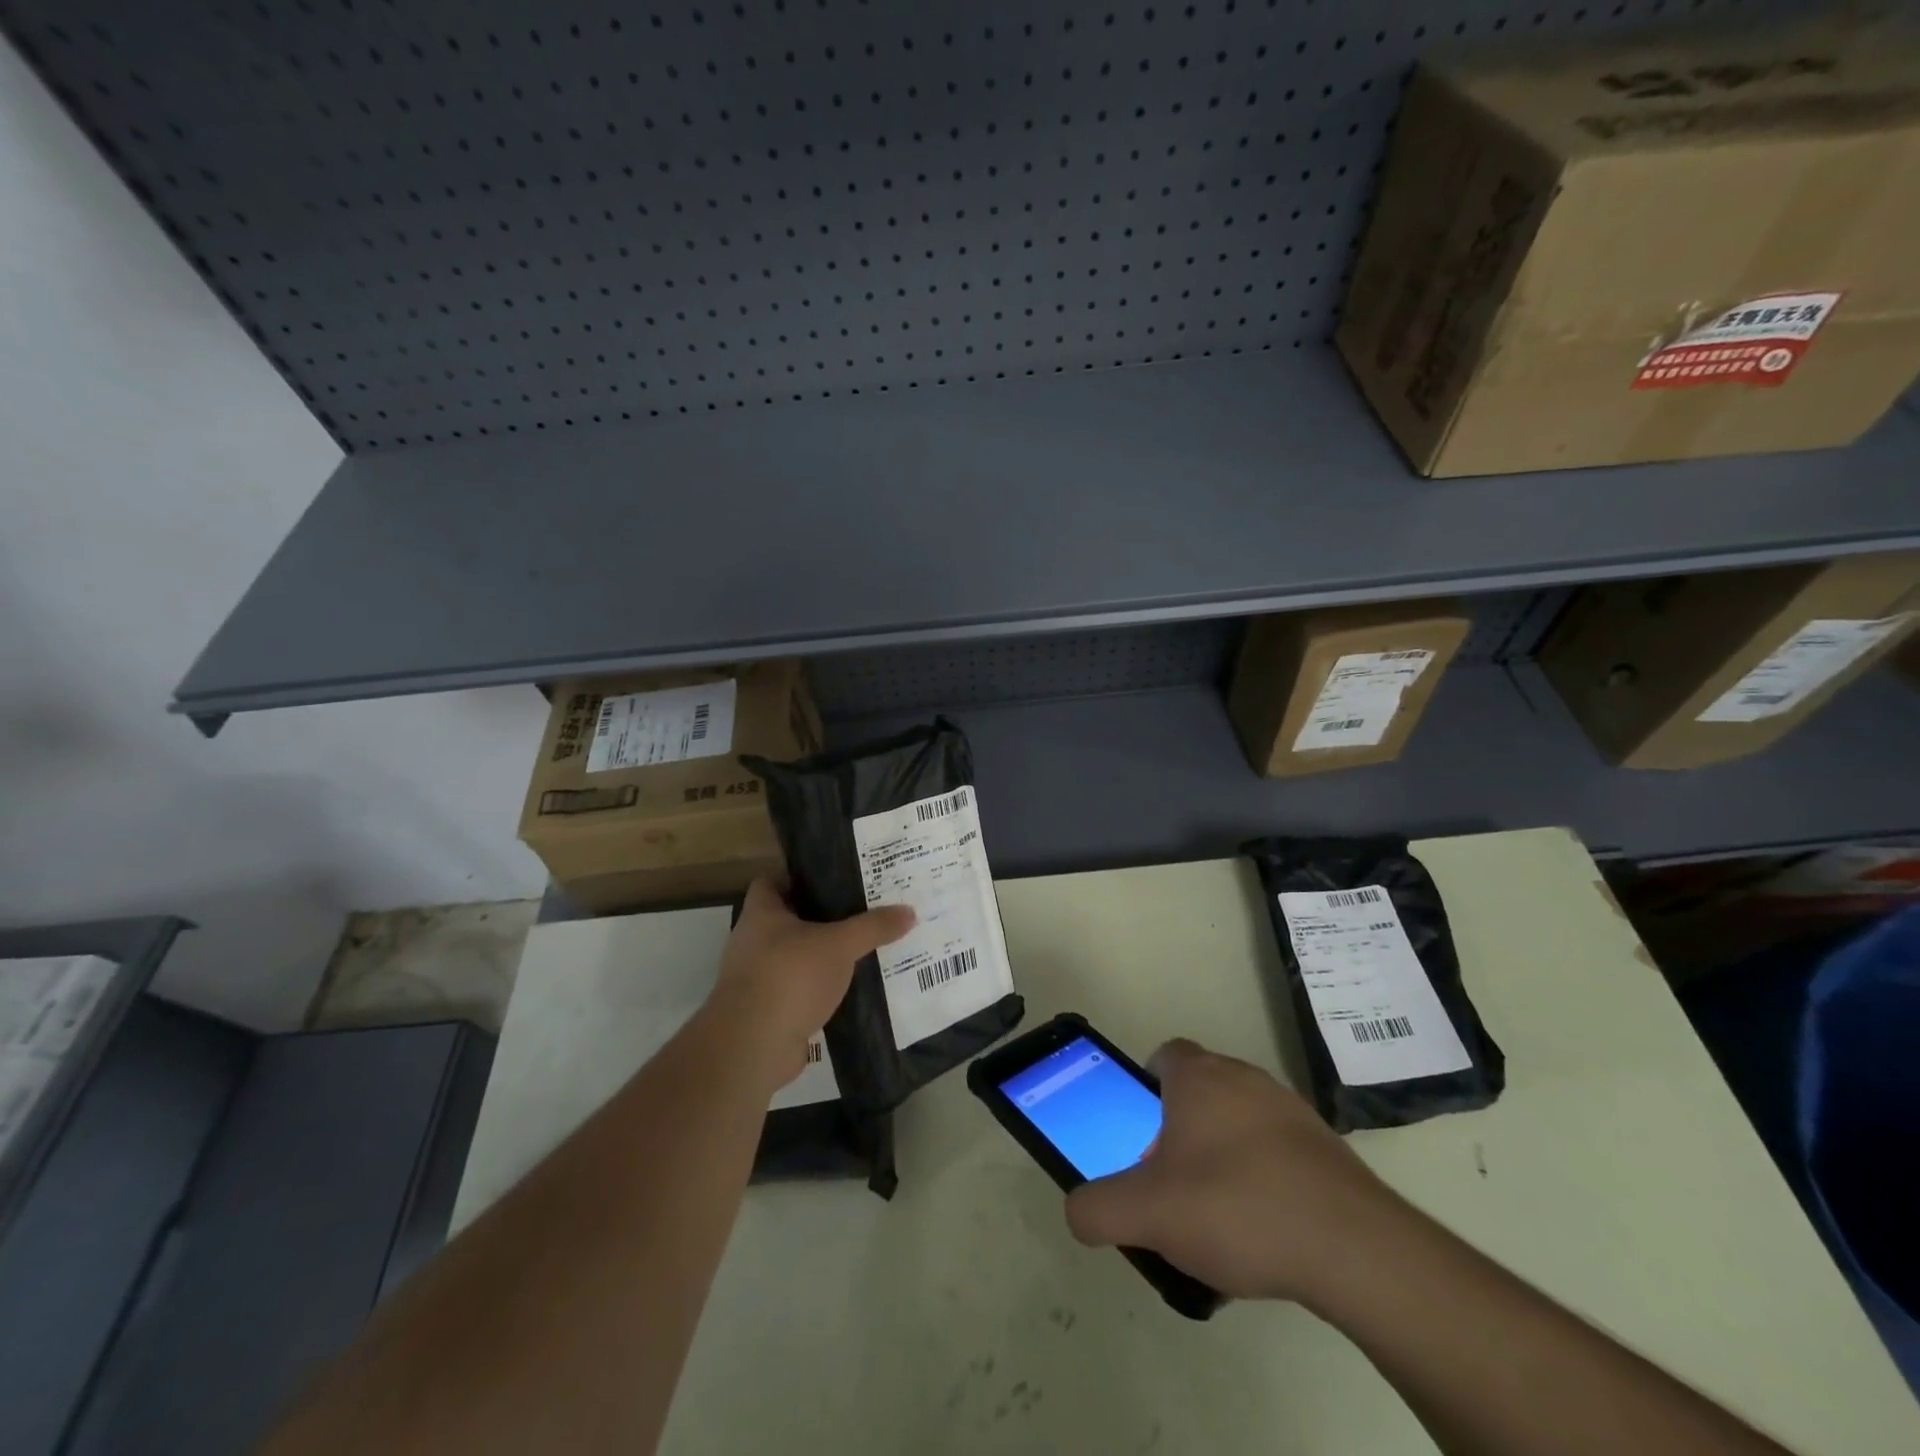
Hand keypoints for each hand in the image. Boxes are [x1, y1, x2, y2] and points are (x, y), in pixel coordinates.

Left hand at [709, 878, 914, 1088]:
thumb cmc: (790, 977)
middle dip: (822, 917)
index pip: (772, 881)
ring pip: (797, 957)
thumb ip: (873, 927)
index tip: (833, 878)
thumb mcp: (839, 945)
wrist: (753, 1046)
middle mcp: (753, 941)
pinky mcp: (768, 1011)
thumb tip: (909, 911)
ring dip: (823, 956)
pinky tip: (851, 989)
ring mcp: (757, 978)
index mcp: (761, 914)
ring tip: (862, 949)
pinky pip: (800, 990)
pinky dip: (821, 989)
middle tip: (861, 911)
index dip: (799, 876)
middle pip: (789, 919)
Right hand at [1064, 1039, 1397, 1304]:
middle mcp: (1245, 1078)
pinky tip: (1264, 1230)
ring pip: (1240, 1120)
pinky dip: (1265, 1179)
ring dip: (1224, 1154)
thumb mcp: (1147, 1213)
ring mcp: (1291, 1110)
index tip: (1141, 1130)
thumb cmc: (1236, 1207)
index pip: (1164, 1055)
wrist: (1354, 1248)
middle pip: (1201, 1089)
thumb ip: (1097, 1208)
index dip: (1146, 1086)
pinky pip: (1279, 1152)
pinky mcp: (1327, 1148)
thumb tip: (1078, 1210)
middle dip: (1181, 1128)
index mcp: (1200, 1078)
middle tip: (1172, 1179)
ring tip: (1218, 1215)